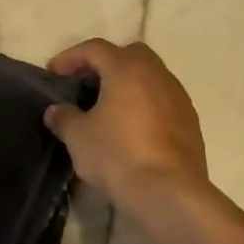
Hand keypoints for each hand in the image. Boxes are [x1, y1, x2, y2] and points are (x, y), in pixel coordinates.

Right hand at [44, 39, 209, 211]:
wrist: (170, 194)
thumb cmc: (118, 155)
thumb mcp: (78, 137)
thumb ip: (64, 118)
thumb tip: (56, 111)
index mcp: (126, 68)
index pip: (94, 49)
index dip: (70, 57)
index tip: (53, 73)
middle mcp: (156, 73)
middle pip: (128, 55)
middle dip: (105, 64)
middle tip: (86, 84)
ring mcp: (178, 97)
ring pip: (149, 76)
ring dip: (128, 84)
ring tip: (108, 107)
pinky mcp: (190, 122)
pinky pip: (162, 100)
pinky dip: (145, 104)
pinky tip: (132, 128)